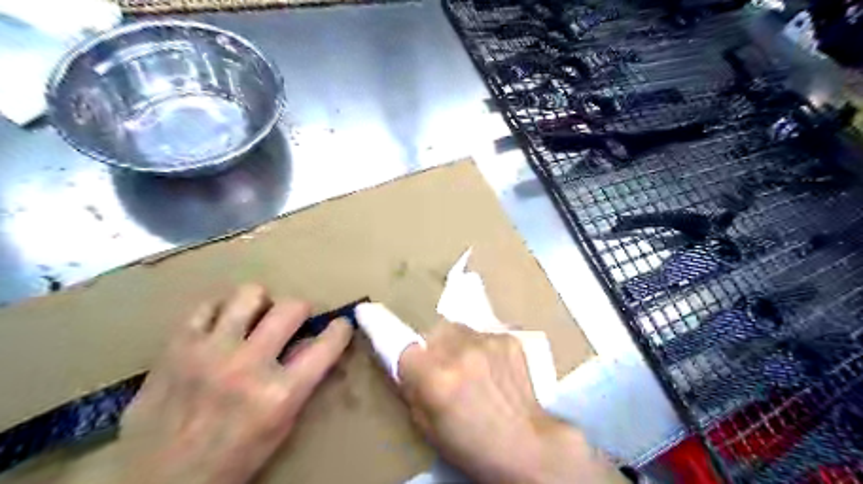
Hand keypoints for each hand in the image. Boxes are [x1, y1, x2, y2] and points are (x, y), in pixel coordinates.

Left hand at [103, 286, 350, 483]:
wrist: (157, 483)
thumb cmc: (231, 460)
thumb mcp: (280, 427)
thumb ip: (300, 381)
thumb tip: (311, 343)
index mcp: (280, 393)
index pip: (327, 344)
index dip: (340, 329)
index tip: (340, 325)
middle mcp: (249, 365)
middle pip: (291, 307)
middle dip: (300, 311)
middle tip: (292, 321)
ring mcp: (210, 351)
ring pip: (250, 294)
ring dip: (260, 304)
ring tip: (254, 319)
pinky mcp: (177, 347)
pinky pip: (207, 306)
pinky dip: (220, 312)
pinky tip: (221, 328)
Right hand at [397, 322, 627, 483]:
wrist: (526, 444)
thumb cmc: (471, 444)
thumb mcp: (428, 425)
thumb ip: (411, 387)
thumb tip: (403, 360)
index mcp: (435, 378)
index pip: (399, 343)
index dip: (381, 326)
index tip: (367, 310)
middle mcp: (459, 352)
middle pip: (433, 330)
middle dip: (433, 344)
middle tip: (443, 365)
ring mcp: (487, 341)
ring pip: (459, 328)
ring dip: (457, 342)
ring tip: (470, 365)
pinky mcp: (508, 338)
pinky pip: (484, 333)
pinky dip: (481, 345)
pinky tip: (492, 366)